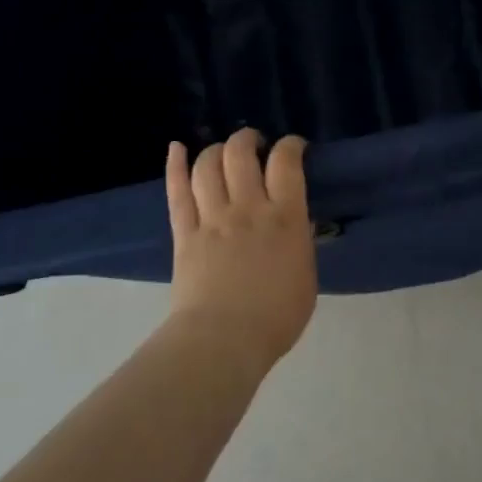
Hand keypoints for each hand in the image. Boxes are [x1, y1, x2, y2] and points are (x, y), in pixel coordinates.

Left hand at [165, 129, 317, 372]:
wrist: (224, 341)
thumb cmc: (276, 316)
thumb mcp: (306, 275)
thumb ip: (299, 241)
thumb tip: (294, 221)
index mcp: (285, 218)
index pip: (286, 163)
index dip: (290, 145)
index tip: (293, 147)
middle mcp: (248, 208)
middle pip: (241, 154)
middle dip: (248, 139)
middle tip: (254, 144)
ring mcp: (212, 218)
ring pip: (207, 166)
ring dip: (216, 150)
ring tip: (223, 151)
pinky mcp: (184, 233)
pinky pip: (176, 192)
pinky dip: (176, 165)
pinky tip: (177, 148)